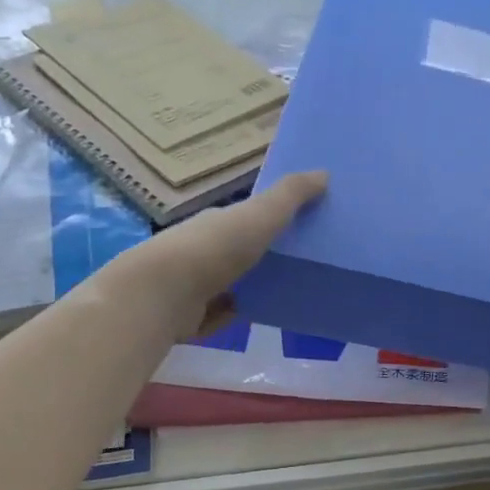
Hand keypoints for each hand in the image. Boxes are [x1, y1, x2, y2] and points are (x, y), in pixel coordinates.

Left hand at [120, 171, 327, 335]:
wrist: (164, 295)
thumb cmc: (214, 249)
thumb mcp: (259, 216)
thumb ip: (290, 197)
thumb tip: (324, 173)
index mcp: (218, 222)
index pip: (248, 218)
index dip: (273, 218)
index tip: (304, 224)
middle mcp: (205, 249)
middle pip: (242, 250)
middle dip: (267, 254)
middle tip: (307, 262)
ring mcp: (197, 284)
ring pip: (233, 282)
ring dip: (255, 285)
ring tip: (293, 290)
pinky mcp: (195, 317)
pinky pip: (224, 313)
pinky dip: (239, 312)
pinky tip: (263, 315)